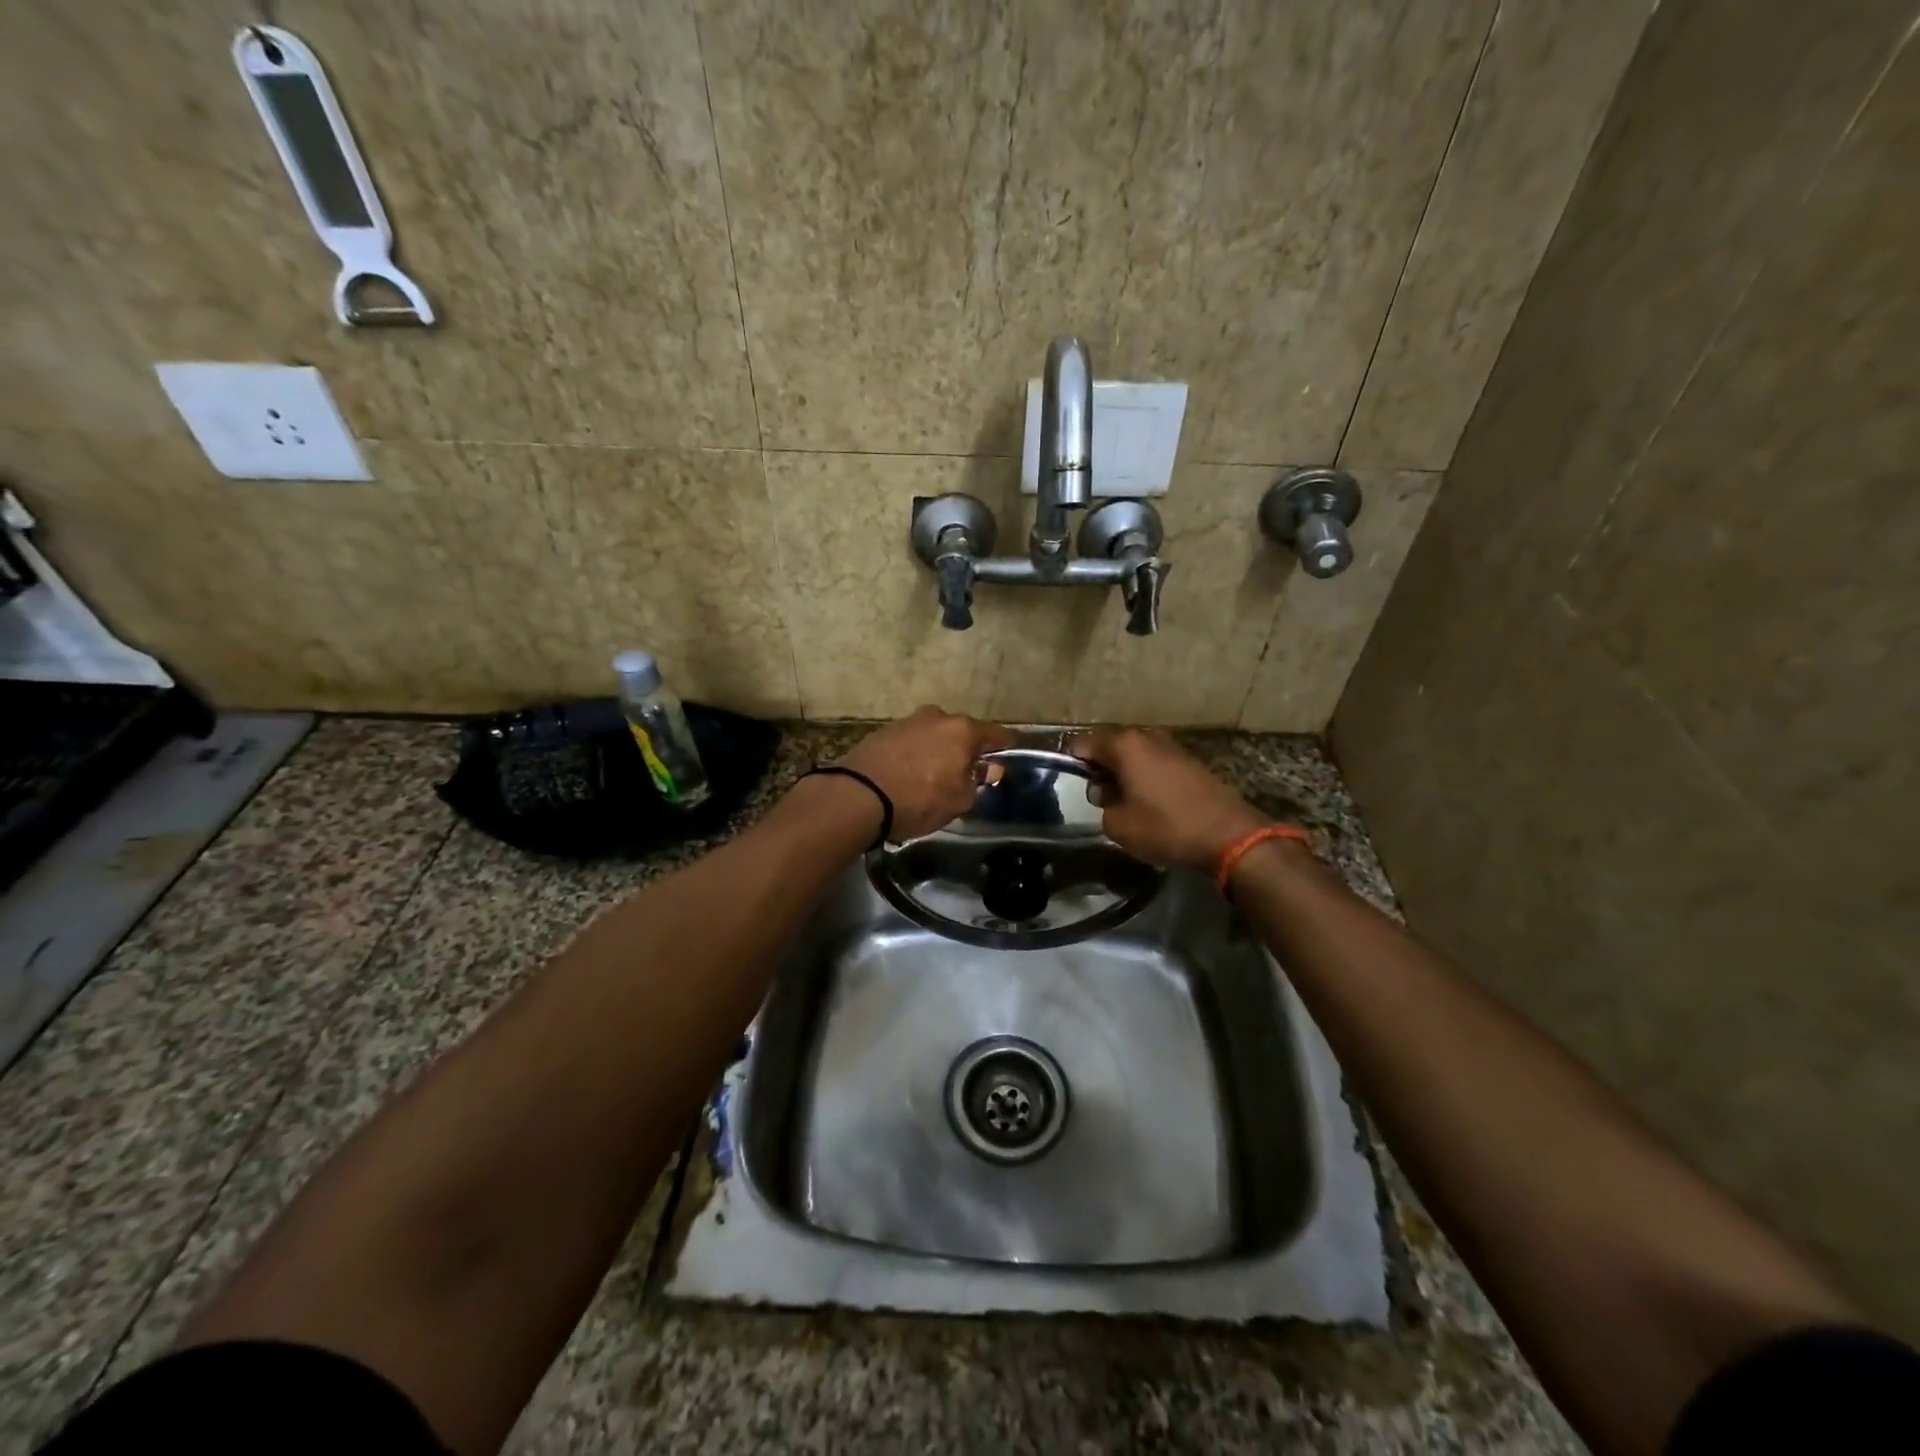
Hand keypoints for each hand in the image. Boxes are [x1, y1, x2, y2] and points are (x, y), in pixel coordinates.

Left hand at [834, 705, 1014, 840]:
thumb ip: (977, 781)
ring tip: (935, 774)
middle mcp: (937, 717)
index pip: (995, 733)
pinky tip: (911, 773)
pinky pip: (910, 742)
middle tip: (967, 770)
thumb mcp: (958, 800)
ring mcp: (907, 721)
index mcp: (962, 730)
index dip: (1005, 745)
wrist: (858, 795)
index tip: (1009, 752)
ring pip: (933, 735)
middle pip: (961, 732)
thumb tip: (989, 769)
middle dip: (966, 748)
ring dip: (938, 750)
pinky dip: (915, 754)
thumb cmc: (919, 799)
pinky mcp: (882, 732)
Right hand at [1070, 727, 1269, 869]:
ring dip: (1123, 773)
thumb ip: (1102, 804)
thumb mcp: (1118, 825)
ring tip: (1125, 803)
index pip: (1082, 744)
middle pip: (1108, 746)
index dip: (1072, 764)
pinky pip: (1153, 762)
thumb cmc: (1166, 827)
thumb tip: (1107, 793)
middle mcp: (1146, 736)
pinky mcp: (1189, 760)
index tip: (1072, 787)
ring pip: (1132, 755)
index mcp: (1124, 744)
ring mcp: (1171, 745)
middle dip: (1099, 769)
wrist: (1229, 835)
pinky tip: (1150, 802)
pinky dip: (1144, 777)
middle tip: (1100, 800)